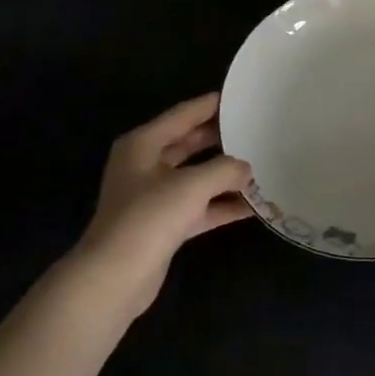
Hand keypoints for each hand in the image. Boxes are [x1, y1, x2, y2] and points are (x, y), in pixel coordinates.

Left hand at [72, 93, 253, 314]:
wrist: (114, 279)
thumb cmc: (148, 218)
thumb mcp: (191, 185)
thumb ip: (224, 170)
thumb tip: (246, 168)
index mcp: (143, 145)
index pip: (182, 115)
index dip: (210, 105)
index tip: (240, 97)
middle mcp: (146, 165)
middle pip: (189, 144)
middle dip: (220, 138)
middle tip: (254, 128)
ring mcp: (154, 197)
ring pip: (196, 177)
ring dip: (225, 174)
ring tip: (260, 164)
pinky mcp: (164, 225)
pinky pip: (199, 207)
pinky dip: (222, 205)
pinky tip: (253, 205)